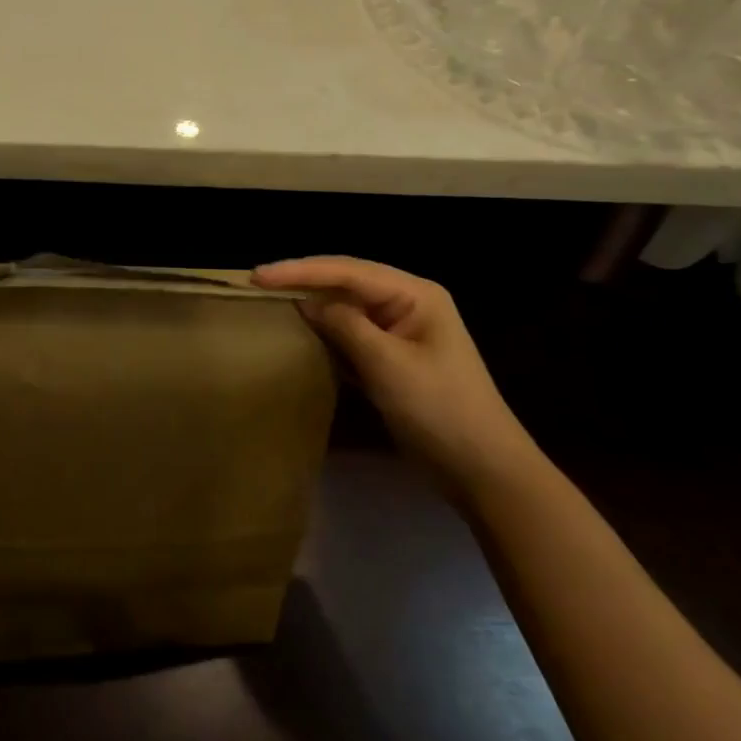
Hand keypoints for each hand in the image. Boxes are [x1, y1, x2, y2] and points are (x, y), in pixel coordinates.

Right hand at [252, 256, 536, 489]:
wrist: (483, 470)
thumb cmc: (439, 410)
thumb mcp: (387, 364)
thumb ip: (344, 325)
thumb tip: (306, 302)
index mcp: (415, 294)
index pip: (348, 271)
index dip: (300, 270)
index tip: (257, 275)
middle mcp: (406, 304)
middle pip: (345, 282)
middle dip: (302, 280)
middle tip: (256, 284)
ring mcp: (399, 331)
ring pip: (345, 307)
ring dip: (311, 304)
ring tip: (269, 301)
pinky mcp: (391, 358)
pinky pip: (350, 334)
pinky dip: (324, 332)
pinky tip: (300, 333)